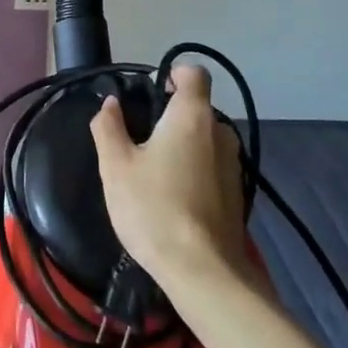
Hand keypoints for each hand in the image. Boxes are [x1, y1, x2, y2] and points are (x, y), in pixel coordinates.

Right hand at [91, 64, 247, 289]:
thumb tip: (110, 105)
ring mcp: (234, 164)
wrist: (204, 274)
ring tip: (154, 173)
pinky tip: (173, 198)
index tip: (150, 94)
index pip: (194, 73)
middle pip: (197, 108)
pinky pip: (212, 166)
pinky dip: (195, 171)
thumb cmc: (154, 209)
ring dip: (183, 146)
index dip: (173, 74)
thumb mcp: (116, 166)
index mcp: (192, 116)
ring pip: (205, 139)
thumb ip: (109, 127)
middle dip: (170, 116)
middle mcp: (220, 132)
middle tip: (140, 140)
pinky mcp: (238, 193)